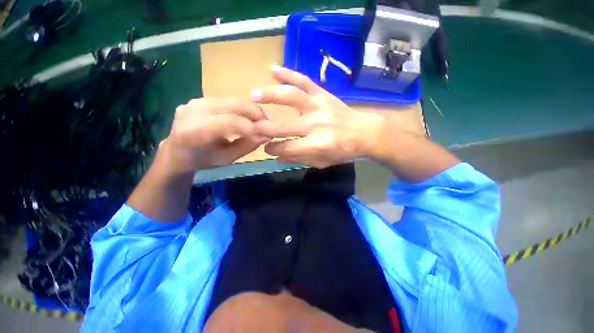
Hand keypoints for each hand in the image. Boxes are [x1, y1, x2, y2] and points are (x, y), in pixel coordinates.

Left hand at [161, 98, 268, 173]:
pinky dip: (242, 109)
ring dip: (251, 110)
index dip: (252, 127)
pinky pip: (228, 101)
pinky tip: (247, 118)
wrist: (176, 151)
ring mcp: (196, 101)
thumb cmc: (202, 160)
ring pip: (233, 100)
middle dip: (256, 114)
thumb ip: (247, 146)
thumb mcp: (226, 159)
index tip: (269, 133)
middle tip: (269, 124)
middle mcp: (193, 110)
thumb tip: (267, 135)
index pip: (229, 123)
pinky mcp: (201, 98)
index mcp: (193, 131)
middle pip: (233, 105)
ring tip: (260, 122)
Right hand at [251, 66, 385, 167]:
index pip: (287, 148)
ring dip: (270, 95)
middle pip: (284, 126)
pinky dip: (288, 73)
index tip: (267, 148)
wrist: (364, 131)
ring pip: (291, 97)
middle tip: (251, 127)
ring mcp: (319, 106)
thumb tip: (278, 156)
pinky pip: (304, 80)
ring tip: (254, 95)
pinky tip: (272, 69)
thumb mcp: (323, 162)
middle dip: (265, 128)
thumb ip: (300, 159)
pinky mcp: (323, 94)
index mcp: (318, 144)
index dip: (274, 149)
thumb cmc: (343, 150)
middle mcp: (316, 124)